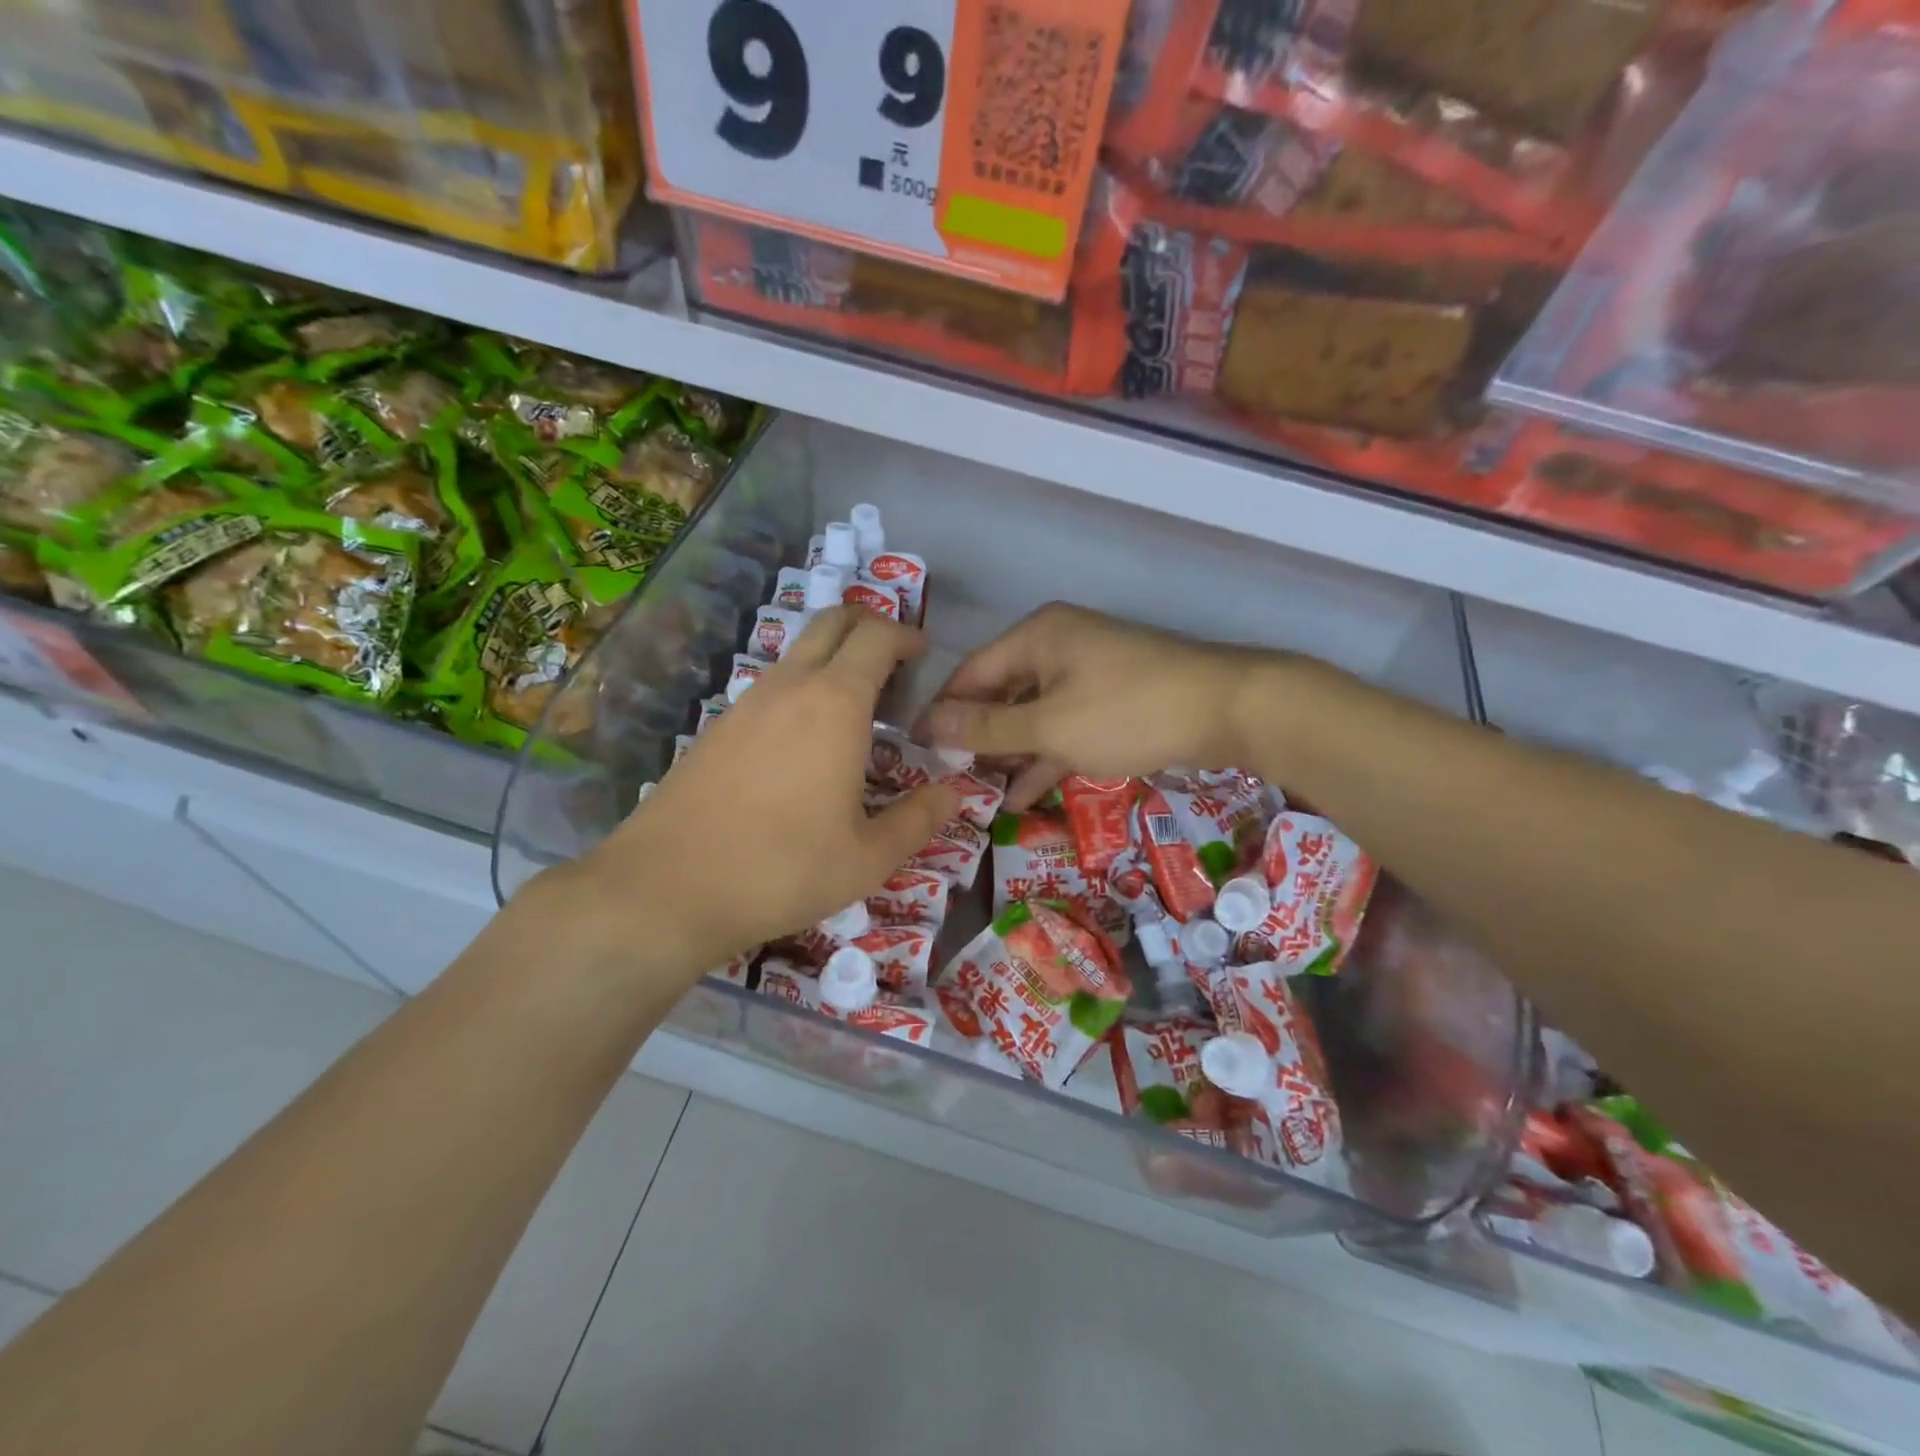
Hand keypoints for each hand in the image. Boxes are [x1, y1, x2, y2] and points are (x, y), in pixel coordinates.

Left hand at [540, 607, 958, 978]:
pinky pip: (772, 686)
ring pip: (798, 653)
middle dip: (869, 626)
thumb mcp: (868, 857)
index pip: (877, 636)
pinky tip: (806, 743)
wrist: (666, 888)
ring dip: (834, 660)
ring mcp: (746, 702)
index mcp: (836, 703)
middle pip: (833, 622)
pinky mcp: (718, 727)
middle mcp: (790, 686)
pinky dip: (802, 689)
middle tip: (895, 664)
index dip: (906, 635)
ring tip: (858, 709)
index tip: (924, 655)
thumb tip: (953, 793)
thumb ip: (919, 819)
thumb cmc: (783, 869)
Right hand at [917, 603, 1281, 808]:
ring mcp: (1086, 675)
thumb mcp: (1050, 725)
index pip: (971, 673)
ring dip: (1010, 754)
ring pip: (1032, 715)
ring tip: (980, 796)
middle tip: (948, 782)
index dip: (943, 712)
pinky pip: (1063, 727)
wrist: (1226, 710)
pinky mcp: (1110, 702)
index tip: (918, 752)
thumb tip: (929, 724)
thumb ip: (988, 728)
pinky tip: (1022, 797)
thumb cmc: (1127, 711)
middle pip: (1001, 694)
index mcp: (1036, 637)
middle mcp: (1056, 647)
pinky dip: (1045, 757)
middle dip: (977, 739)